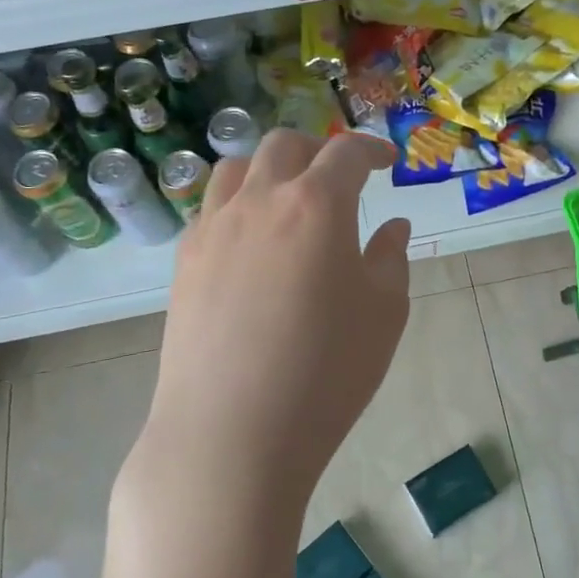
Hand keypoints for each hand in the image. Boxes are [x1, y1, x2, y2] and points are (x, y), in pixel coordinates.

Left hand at [133, 130, 409, 516]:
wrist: (232, 432)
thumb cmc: (326, 372)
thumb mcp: (384, 314)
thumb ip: (391, 259)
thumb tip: (394, 227)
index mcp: (317, 205)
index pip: (346, 153)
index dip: (372, 150)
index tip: (389, 163)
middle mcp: (260, 201)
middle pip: (285, 145)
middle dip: (318, 149)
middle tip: (340, 178)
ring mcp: (214, 228)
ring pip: (236, 167)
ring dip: (270, 168)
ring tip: (289, 198)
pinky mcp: (184, 261)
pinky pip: (210, 209)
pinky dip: (238, 204)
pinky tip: (253, 242)